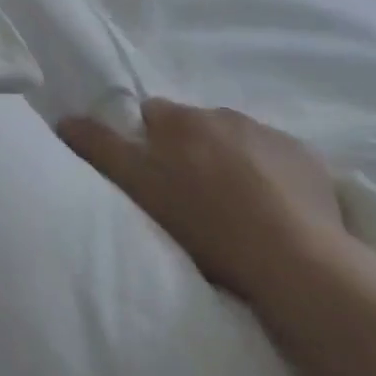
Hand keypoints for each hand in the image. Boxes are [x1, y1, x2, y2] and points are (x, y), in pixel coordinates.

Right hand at [58, 100, 349, 312]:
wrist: (296, 261)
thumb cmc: (204, 223)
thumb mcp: (135, 186)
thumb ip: (98, 147)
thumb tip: (65, 119)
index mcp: (179, 118)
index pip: (151, 115)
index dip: (148, 144)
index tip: (152, 175)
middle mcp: (223, 113)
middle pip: (196, 127)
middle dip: (192, 151)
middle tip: (192, 196)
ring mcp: (270, 135)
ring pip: (238, 142)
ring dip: (232, 162)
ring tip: (235, 208)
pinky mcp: (310, 162)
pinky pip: (280, 161)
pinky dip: (272, 177)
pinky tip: (275, 211)